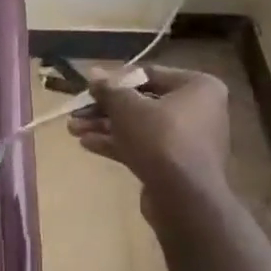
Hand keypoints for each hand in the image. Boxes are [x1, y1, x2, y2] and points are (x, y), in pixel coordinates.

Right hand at [68, 65, 230, 203]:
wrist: (184, 197)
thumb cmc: (160, 138)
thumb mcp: (127, 107)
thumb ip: (108, 89)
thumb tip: (94, 73)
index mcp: (198, 87)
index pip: (150, 75)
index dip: (116, 80)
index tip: (90, 87)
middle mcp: (198, 110)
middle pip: (142, 103)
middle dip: (105, 109)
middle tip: (76, 112)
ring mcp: (187, 140)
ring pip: (139, 127)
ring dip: (105, 127)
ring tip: (73, 129)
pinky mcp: (175, 165)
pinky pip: (144, 147)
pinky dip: (118, 144)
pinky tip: (87, 144)